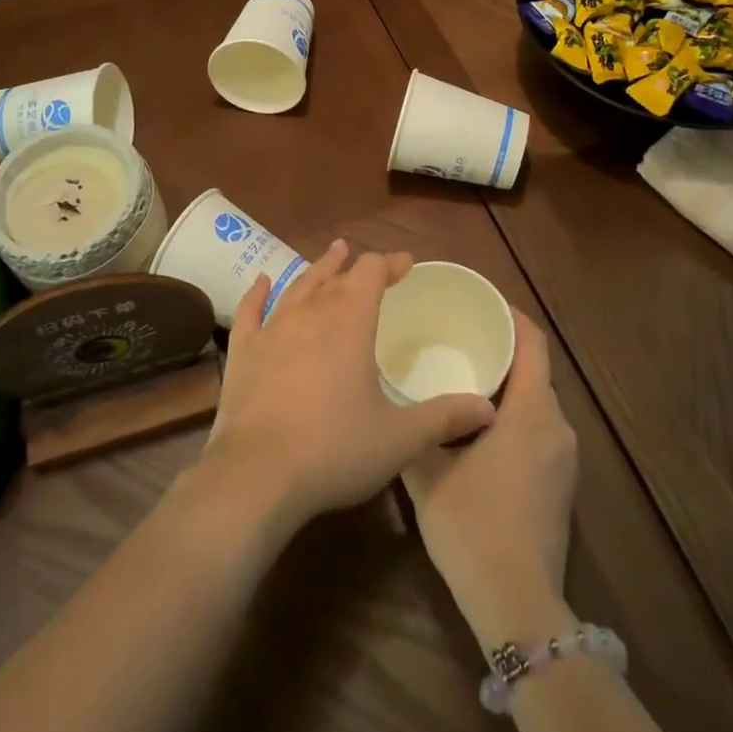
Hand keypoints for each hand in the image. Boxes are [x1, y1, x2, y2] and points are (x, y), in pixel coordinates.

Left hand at [199, 240, 496, 535]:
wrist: (257, 476)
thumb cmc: (334, 451)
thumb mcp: (399, 439)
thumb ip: (444, 418)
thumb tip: (489, 410)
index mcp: (349, 322)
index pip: (372, 272)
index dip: (391, 263)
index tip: (407, 264)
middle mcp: (310, 313)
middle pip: (336, 275)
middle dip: (357, 265)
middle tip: (370, 263)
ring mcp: (272, 329)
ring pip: (298, 286)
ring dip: (318, 269)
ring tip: (331, 255)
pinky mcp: (244, 352)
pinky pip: (251, 311)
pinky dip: (258, 293)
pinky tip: (262, 282)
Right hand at [404, 309, 579, 651]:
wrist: (517, 605)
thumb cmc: (472, 526)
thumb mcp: (428, 472)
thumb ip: (418, 427)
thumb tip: (401, 397)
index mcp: (530, 412)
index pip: (533, 343)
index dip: (512, 315)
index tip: (482, 301)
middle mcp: (557, 427)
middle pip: (537, 370)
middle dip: (505, 348)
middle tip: (462, 337)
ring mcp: (565, 458)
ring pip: (539, 401)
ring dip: (510, 384)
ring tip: (468, 377)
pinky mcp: (562, 484)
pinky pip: (542, 429)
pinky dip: (517, 413)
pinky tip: (484, 426)